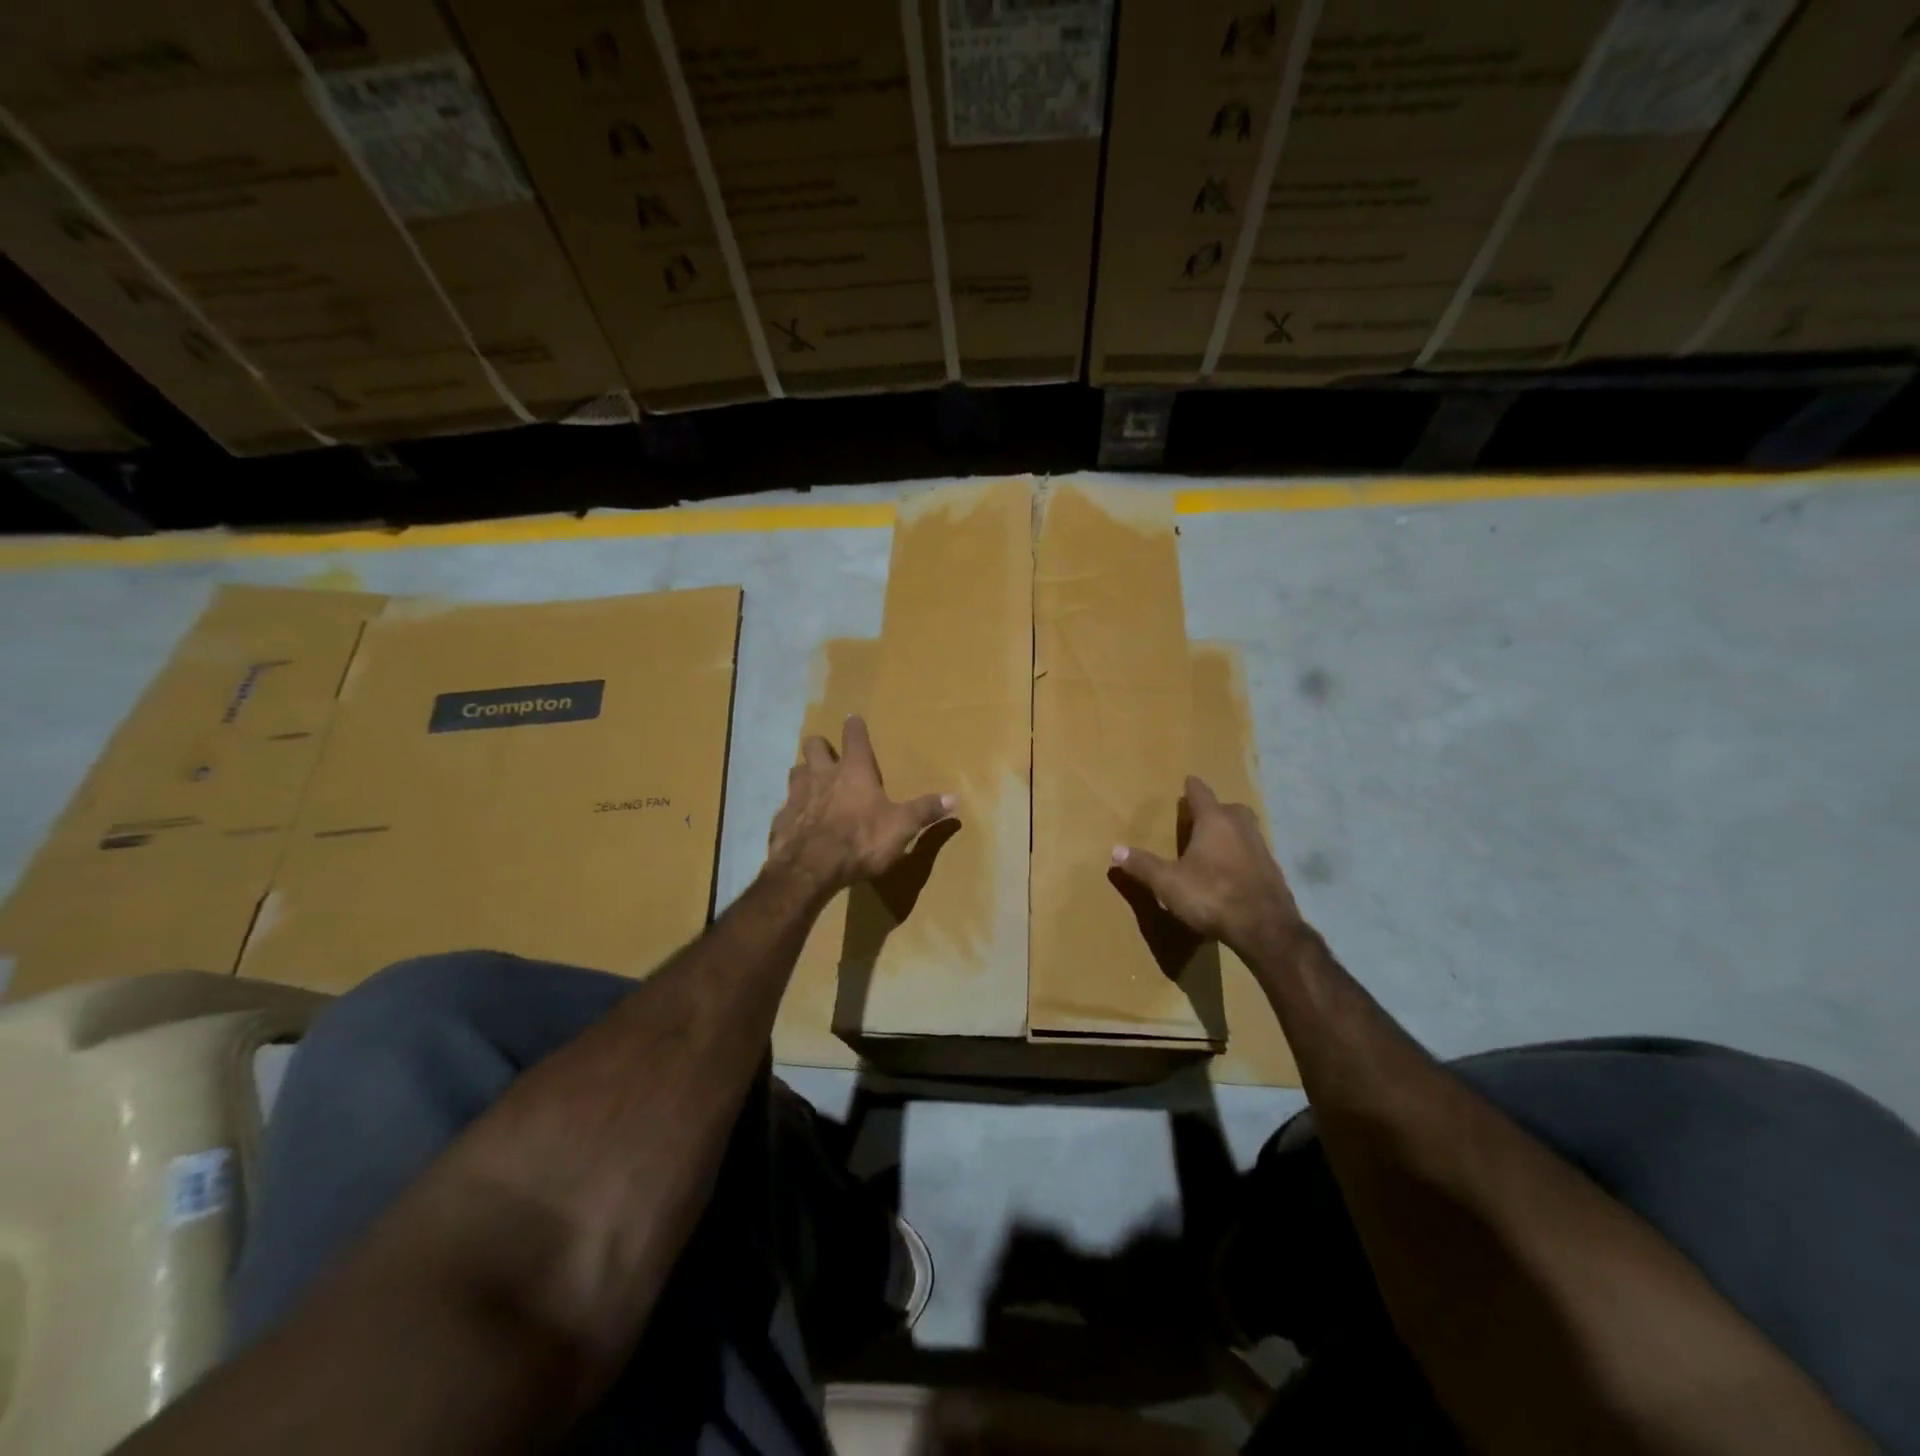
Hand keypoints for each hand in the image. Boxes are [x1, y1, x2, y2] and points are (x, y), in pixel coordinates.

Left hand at [768, 715, 954, 898]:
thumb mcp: (901, 827)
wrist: (810, 869)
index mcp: (854, 771)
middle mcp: (822, 775)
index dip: (855, 727)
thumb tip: (954, 797)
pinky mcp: (781, 819)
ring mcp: (796, 795)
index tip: (853, 718)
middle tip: (828, 755)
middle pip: (814, 746)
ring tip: (812, 784)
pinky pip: (785, 807)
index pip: (854, 737)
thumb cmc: (861, 840)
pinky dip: (793, 810)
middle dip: (821, 746)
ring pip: (796, 771)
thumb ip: (925, 811)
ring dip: (804, 774)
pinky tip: (798, 822)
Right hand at [1112, 776, 1304, 960]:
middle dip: (1215, 810)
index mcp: (1214, 822)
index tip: (1188, 780)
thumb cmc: (1212, 896)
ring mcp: (1261, 849)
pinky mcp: (1273, 871)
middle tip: (1200, 817)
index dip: (1192, 788)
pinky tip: (1232, 871)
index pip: (1202, 794)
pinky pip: (1254, 852)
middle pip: (1229, 808)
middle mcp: (1241, 828)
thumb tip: (1116, 849)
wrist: (1265, 929)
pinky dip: (1242, 854)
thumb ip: (1143, 865)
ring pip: (1245, 830)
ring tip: (1214, 844)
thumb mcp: (1168, 883)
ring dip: (1231, 832)